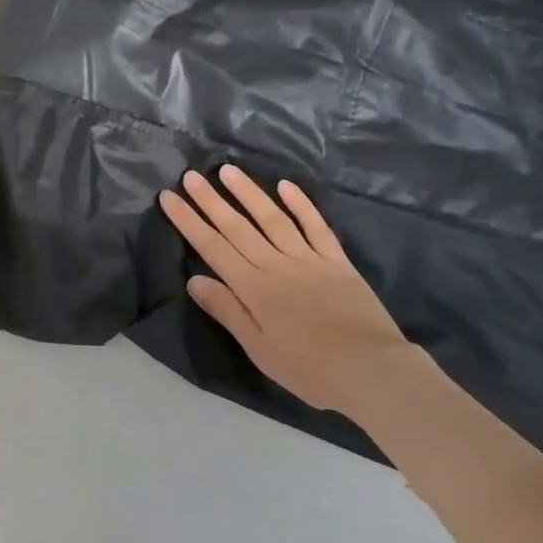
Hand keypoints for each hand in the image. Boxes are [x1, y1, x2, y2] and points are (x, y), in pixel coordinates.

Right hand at [159, 166, 414, 413]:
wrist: (373, 371)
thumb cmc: (310, 369)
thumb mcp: (260, 349)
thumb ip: (228, 311)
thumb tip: (194, 279)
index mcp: (253, 288)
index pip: (212, 246)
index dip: (188, 220)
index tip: (169, 197)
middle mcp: (276, 264)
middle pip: (236, 226)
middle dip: (210, 200)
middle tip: (190, 175)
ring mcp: (308, 258)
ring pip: (272, 218)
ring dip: (248, 192)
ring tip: (227, 170)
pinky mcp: (336, 261)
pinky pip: (315, 226)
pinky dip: (301, 204)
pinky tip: (286, 186)